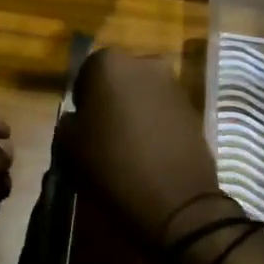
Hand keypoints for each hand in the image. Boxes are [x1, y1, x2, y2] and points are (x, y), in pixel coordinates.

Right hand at [59, 49, 228, 252]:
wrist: (174, 199)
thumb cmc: (112, 164)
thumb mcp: (69, 145)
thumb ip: (69, 123)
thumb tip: (78, 119)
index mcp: (110, 63)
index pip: (87, 71)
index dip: (83, 98)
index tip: (82, 123)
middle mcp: (145, 63)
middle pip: (120, 78)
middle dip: (111, 99)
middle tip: (103, 132)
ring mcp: (174, 85)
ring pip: (144, 93)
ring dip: (135, 111)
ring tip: (127, 145)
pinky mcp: (195, 109)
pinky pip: (165, 111)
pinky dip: (156, 124)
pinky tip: (150, 152)